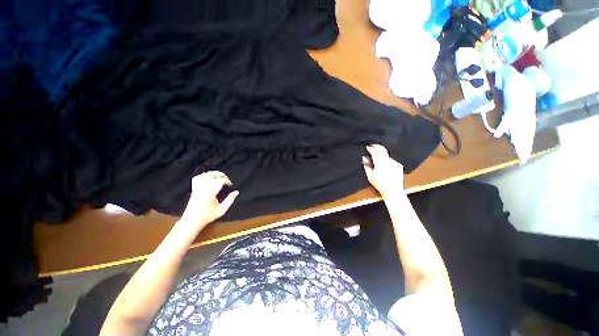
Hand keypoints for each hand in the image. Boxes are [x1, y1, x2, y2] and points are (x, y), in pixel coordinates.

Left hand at [180, 171, 238, 226]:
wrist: (191, 221)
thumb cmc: (207, 216)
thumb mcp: (222, 210)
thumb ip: (230, 200)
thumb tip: (236, 192)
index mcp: (210, 193)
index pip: (220, 181)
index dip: (227, 180)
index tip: (230, 185)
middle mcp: (203, 188)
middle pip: (212, 175)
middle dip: (220, 174)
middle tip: (226, 179)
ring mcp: (197, 188)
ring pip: (205, 175)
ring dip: (213, 174)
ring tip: (219, 177)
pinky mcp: (194, 189)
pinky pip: (197, 178)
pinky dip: (203, 176)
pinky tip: (208, 178)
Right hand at [362, 144, 405, 199]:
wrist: (393, 191)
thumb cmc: (380, 184)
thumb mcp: (370, 176)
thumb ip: (367, 166)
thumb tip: (364, 158)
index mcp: (380, 163)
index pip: (375, 152)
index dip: (371, 148)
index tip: (367, 147)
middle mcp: (388, 161)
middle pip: (382, 150)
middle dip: (377, 147)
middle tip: (372, 146)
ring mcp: (394, 162)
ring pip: (386, 154)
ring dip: (381, 154)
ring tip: (377, 156)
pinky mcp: (399, 165)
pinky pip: (391, 159)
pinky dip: (386, 159)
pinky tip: (384, 164)